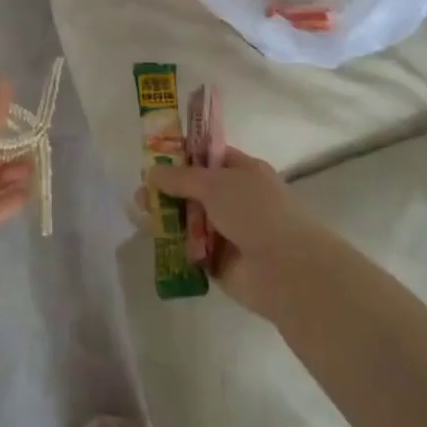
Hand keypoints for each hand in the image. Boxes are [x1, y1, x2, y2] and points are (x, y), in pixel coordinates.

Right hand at [144, 148, 318, 317]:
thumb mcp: (216, 183)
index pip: (207, 156)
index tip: (153, 157)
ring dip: (165, 214)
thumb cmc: (256, 212)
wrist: (287, 270)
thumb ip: (181, 177)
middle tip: (141, 191)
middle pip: (193, 189)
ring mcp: (227, 231)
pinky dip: (171, 242)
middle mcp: (235, 199)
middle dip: (166, 188)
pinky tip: (150, 235)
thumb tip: (152, 172)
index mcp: (243, 172)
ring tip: (140, 212)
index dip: (181, 155)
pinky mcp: (217, 261)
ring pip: (188, 218)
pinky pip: (189, 247)